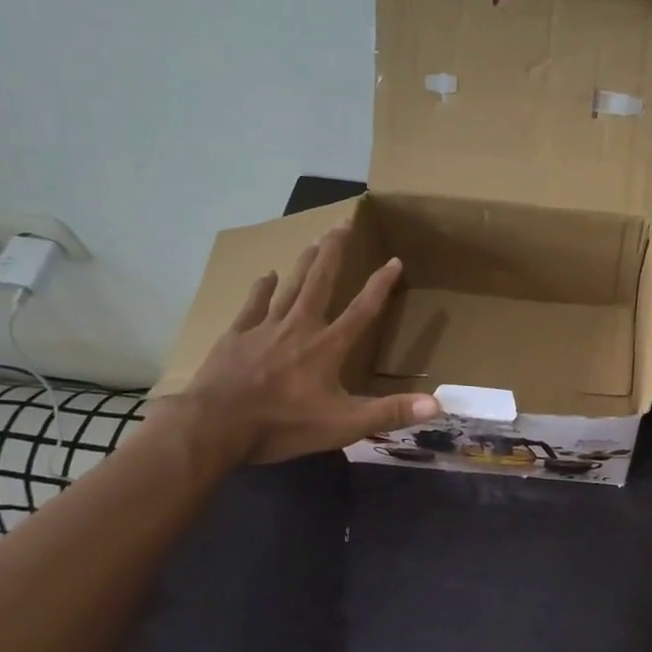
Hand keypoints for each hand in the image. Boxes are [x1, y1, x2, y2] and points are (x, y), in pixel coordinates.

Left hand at [165, 224, 439, 466]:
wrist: (214, 427)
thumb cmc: (281, 425)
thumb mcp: (343, 425)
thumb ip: (389, 412)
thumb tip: (437, 404)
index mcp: (327, 347)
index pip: (362, 310)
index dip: (380, 285)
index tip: (394, 260)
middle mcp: (300, 328)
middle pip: (320, 282)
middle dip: (334, 253)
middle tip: (343, 224)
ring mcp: (265, 329)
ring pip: (290, 286)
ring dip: (304, 262)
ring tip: (315, 240)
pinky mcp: (236, 337)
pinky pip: (253, 305)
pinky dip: (262, 289)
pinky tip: (266, 276)